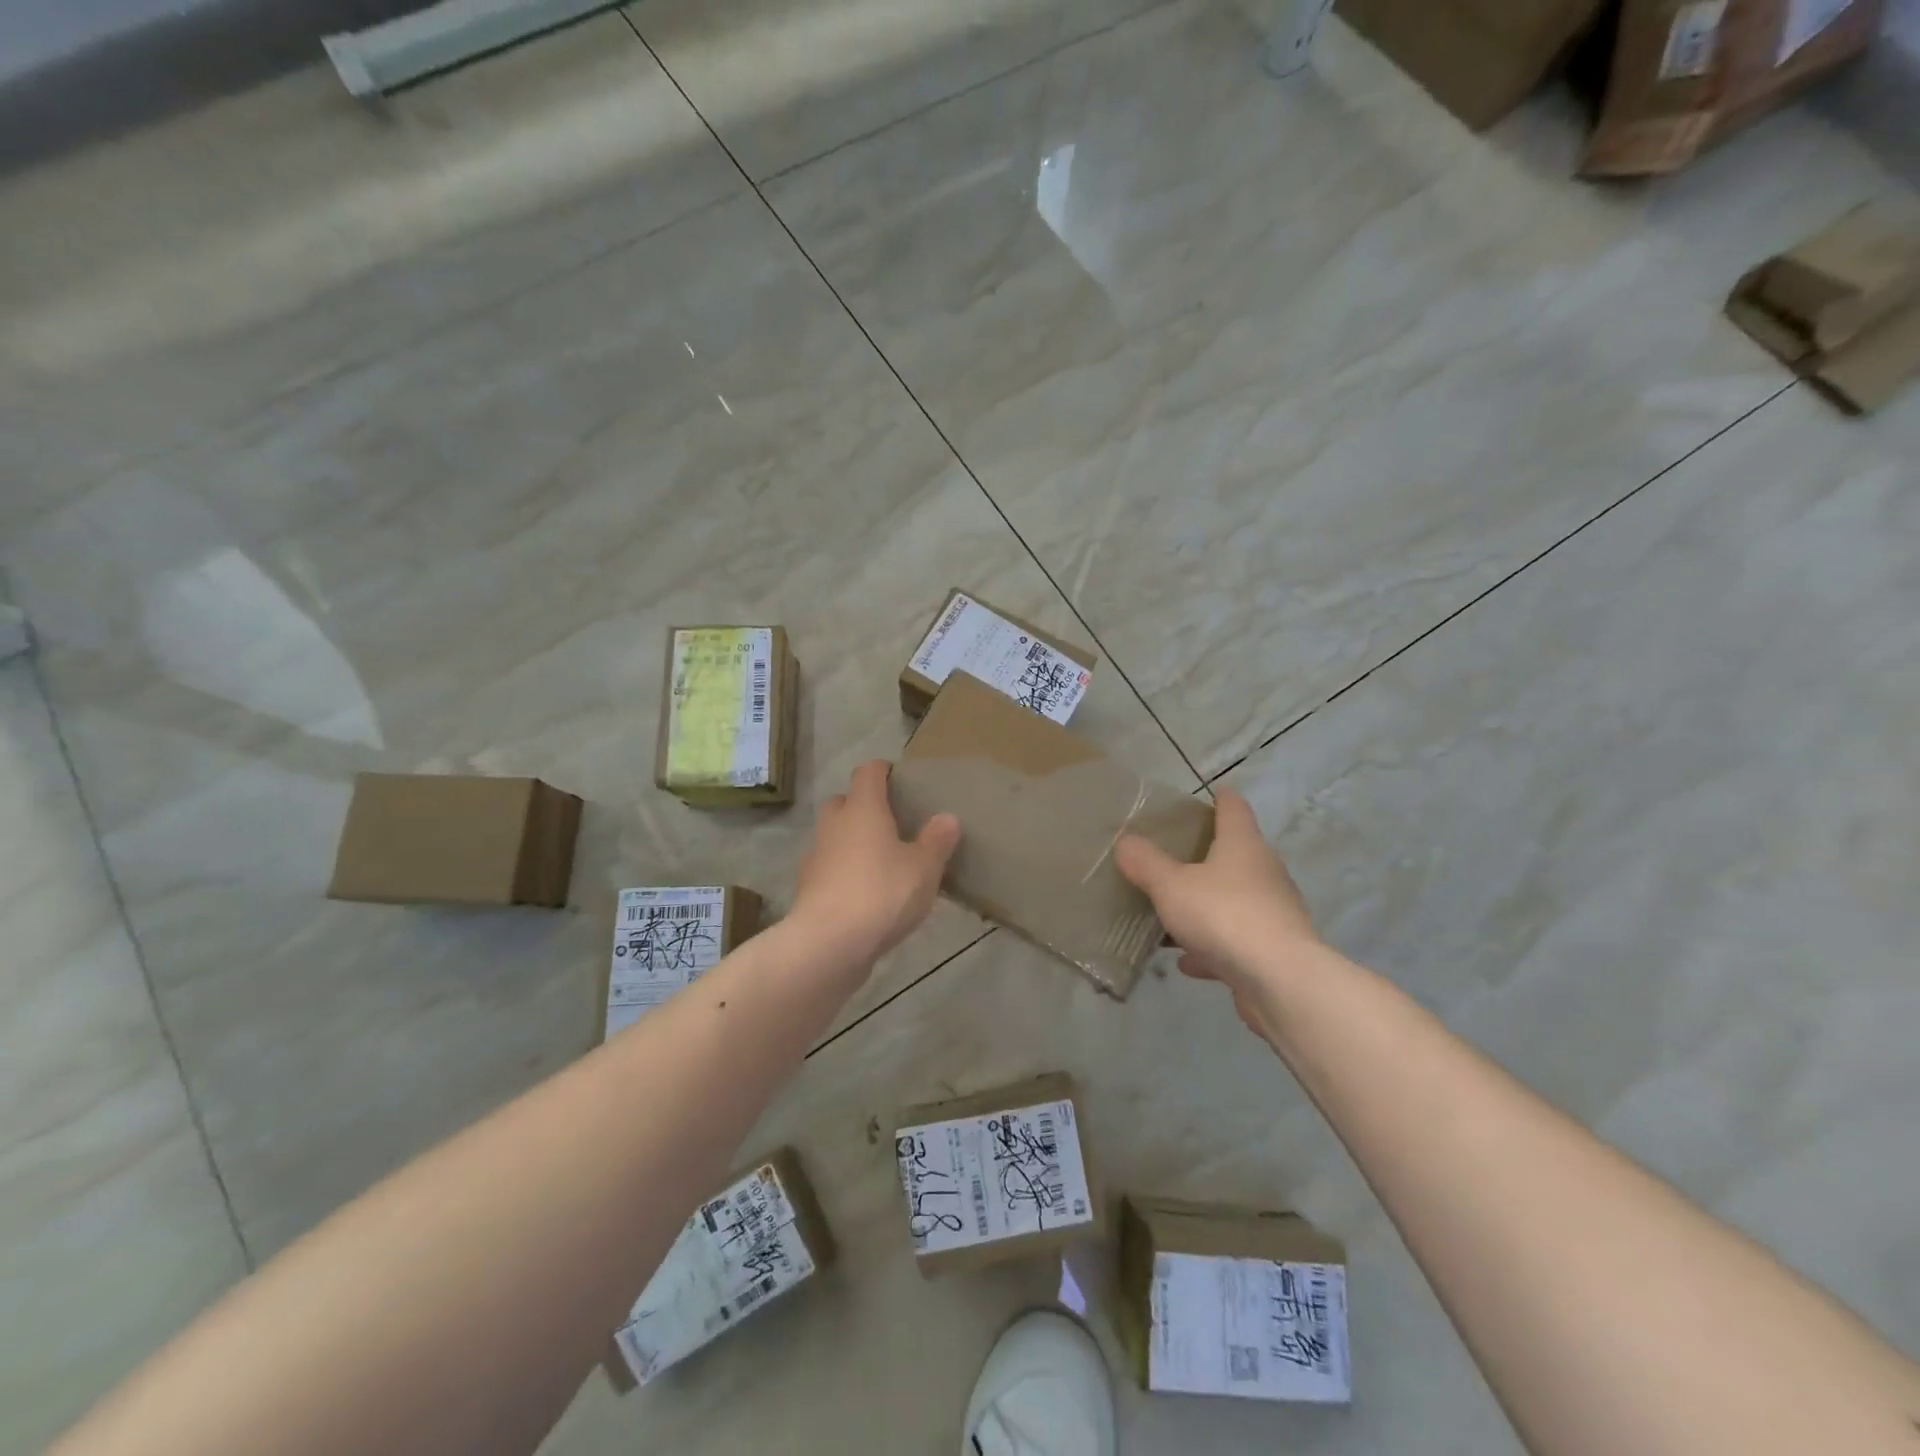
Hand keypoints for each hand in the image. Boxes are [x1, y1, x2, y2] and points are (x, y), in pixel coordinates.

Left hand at [791, 761, 961, 968]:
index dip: (883, 770)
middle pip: (845, 801)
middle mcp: (834, 824)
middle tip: (892, 821)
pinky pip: (830, 868)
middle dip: (864, 806)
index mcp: (862, 808)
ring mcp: (817, 856)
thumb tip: (947, 817)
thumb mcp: (923, 868)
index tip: (899, 778)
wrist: (827, 944)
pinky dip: (845, 872)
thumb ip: (936, 841)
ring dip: (853, 841)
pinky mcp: (809, 888)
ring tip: (882, 860)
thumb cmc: (881, 893)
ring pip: (835, 836)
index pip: (868, 772)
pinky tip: (866, 892)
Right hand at [1115, 789, 1318, 1039]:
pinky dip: (1211, 946)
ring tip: (1173, 912)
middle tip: (1175, 856)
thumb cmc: (1223, 915)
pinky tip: (1187, 960)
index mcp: (1243, 845)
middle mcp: (1264, 872)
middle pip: (1236, 854)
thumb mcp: (1170, 885)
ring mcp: (1273, 912)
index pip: (1234, 809)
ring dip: (1207, 904)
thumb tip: (1126, 841)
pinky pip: (1235, 940)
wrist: (1279, 981)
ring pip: (1234, 900)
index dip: (1222, 798)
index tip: (1212, 792)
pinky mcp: (1273, 950)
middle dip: (1208, 855)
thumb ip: (1146, 863)